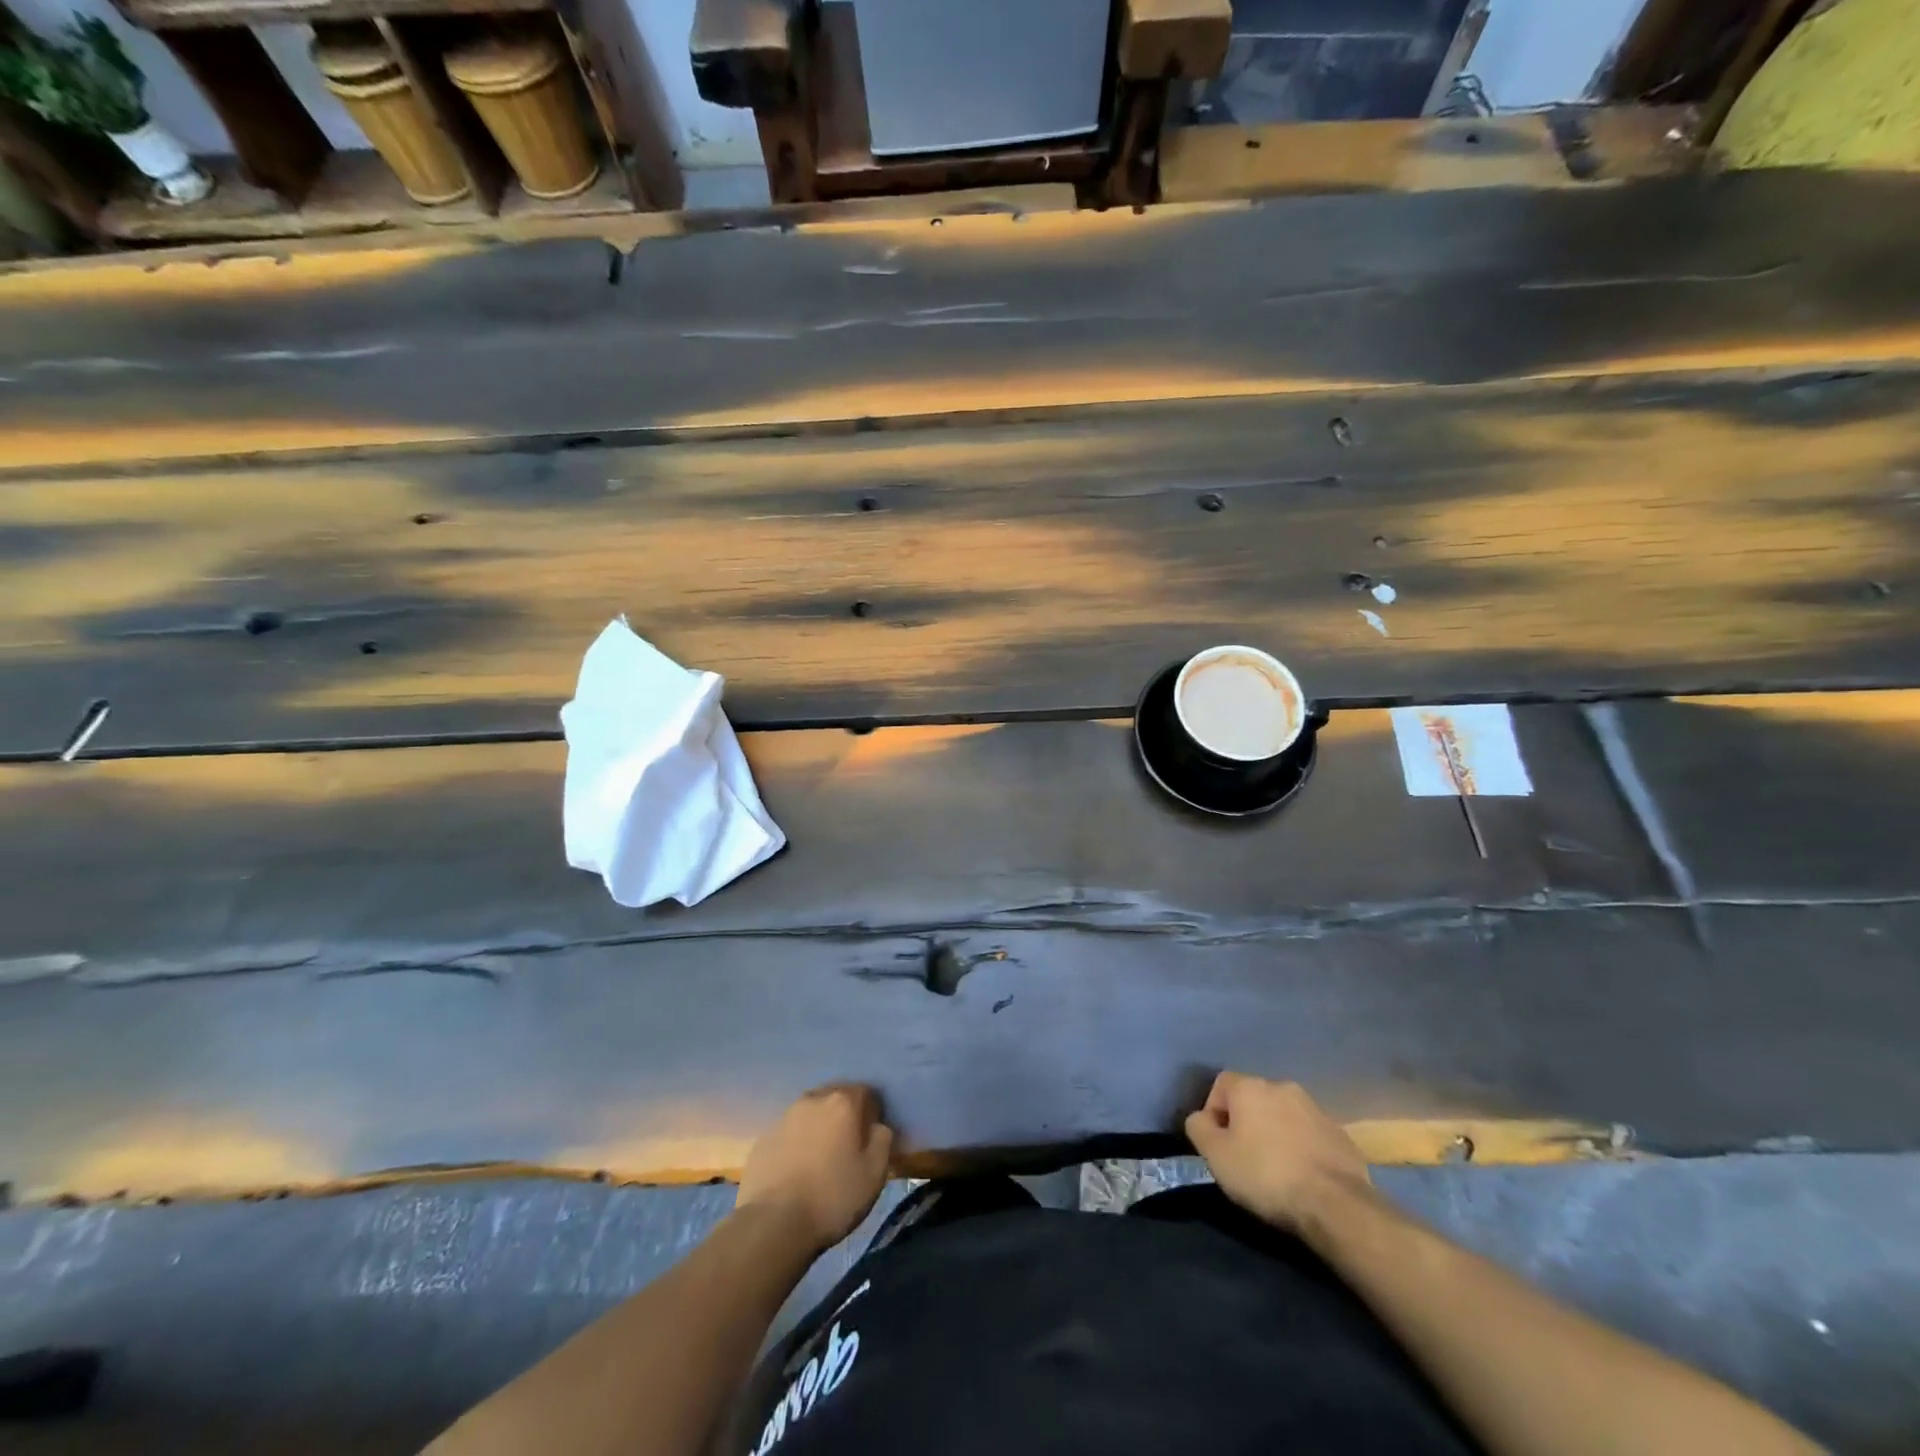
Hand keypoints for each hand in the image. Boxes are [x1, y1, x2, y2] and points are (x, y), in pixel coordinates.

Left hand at [736, 1084, 894, 1252]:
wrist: (773, 1224)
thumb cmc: (832, 1197)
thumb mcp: (875, 1174)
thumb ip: (883, 1140)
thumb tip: (878, 1126)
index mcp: (843, 1102)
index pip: (866, 1092)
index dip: (872, 1113)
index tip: (872, 1137)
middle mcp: (813, 1099)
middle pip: (835, 1098)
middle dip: (845, 1115)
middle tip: (848, 1146)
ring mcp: (784, 1117)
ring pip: (810, 1113)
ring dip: (819, 1127)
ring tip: (822, 1159)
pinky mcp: (763, 1138)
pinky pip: (789, 1133)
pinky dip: (797, 1143)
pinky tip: (797, 1170)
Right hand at [1185, 1072, 1371, 1231]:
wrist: (1336, 1204)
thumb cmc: (1266, 1175)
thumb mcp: (1215, 1155)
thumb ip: (1198, 1128)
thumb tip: (1200, 1118)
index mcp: (1251, 1087)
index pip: (1221, 1084)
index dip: (1213, 1111)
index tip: (1217, 1143)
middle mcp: (1283, 1087)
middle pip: (1253, 1098)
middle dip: (1246, 1122)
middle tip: (1244, 1157)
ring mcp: (1316, 1109)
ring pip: (1283, 1115)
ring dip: (1275, 1134)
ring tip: (1275, 1169)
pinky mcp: (1341, 1135)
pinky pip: (1310, 1135)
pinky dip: (1301, 1148)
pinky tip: (1303, 1176)